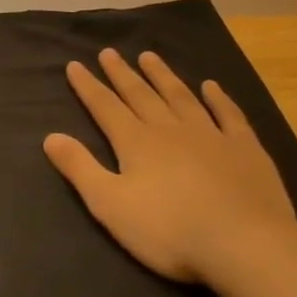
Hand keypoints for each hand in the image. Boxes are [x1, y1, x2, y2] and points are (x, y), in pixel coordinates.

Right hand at [44, 48, 296, 281]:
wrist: (245, 244)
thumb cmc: (170, 230)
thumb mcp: (111, 205)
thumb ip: (80, 168)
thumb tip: (50, 136)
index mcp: (136, 143)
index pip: (105, 107)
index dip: (88, 86)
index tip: (75, 64)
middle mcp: (170, 129)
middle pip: (141, 95)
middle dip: (122, 74)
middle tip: (109, 52)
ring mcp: (210, 135)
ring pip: (181, 97)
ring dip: (163, 76)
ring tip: (149, 56)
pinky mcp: (245, 149)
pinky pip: (229, 115)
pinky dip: (219, 99)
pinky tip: (211, 86)